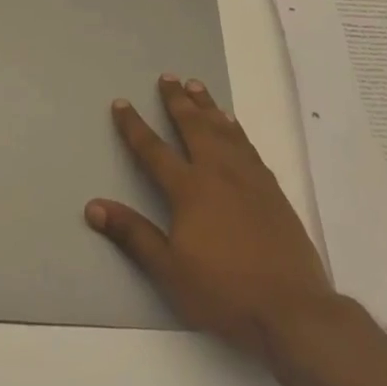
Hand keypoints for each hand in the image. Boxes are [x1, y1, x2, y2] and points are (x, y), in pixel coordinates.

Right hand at [87, 75, 333, 358]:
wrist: (292, 308)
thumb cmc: (224, 291)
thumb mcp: (169, 270)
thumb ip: (133, 234)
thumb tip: (93, 207)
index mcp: (190, 189)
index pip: (154, 150)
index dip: (134, 126)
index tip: (122, 103)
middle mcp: (219, 173)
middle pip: (194, 127)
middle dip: (178, 101)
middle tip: (168, 77)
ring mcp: (249, 179)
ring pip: (224, 130)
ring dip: (208, 106)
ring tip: (197, 87)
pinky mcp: (272, 190)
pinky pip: (248, 146)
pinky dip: (235, 129)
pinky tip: (234, 126)